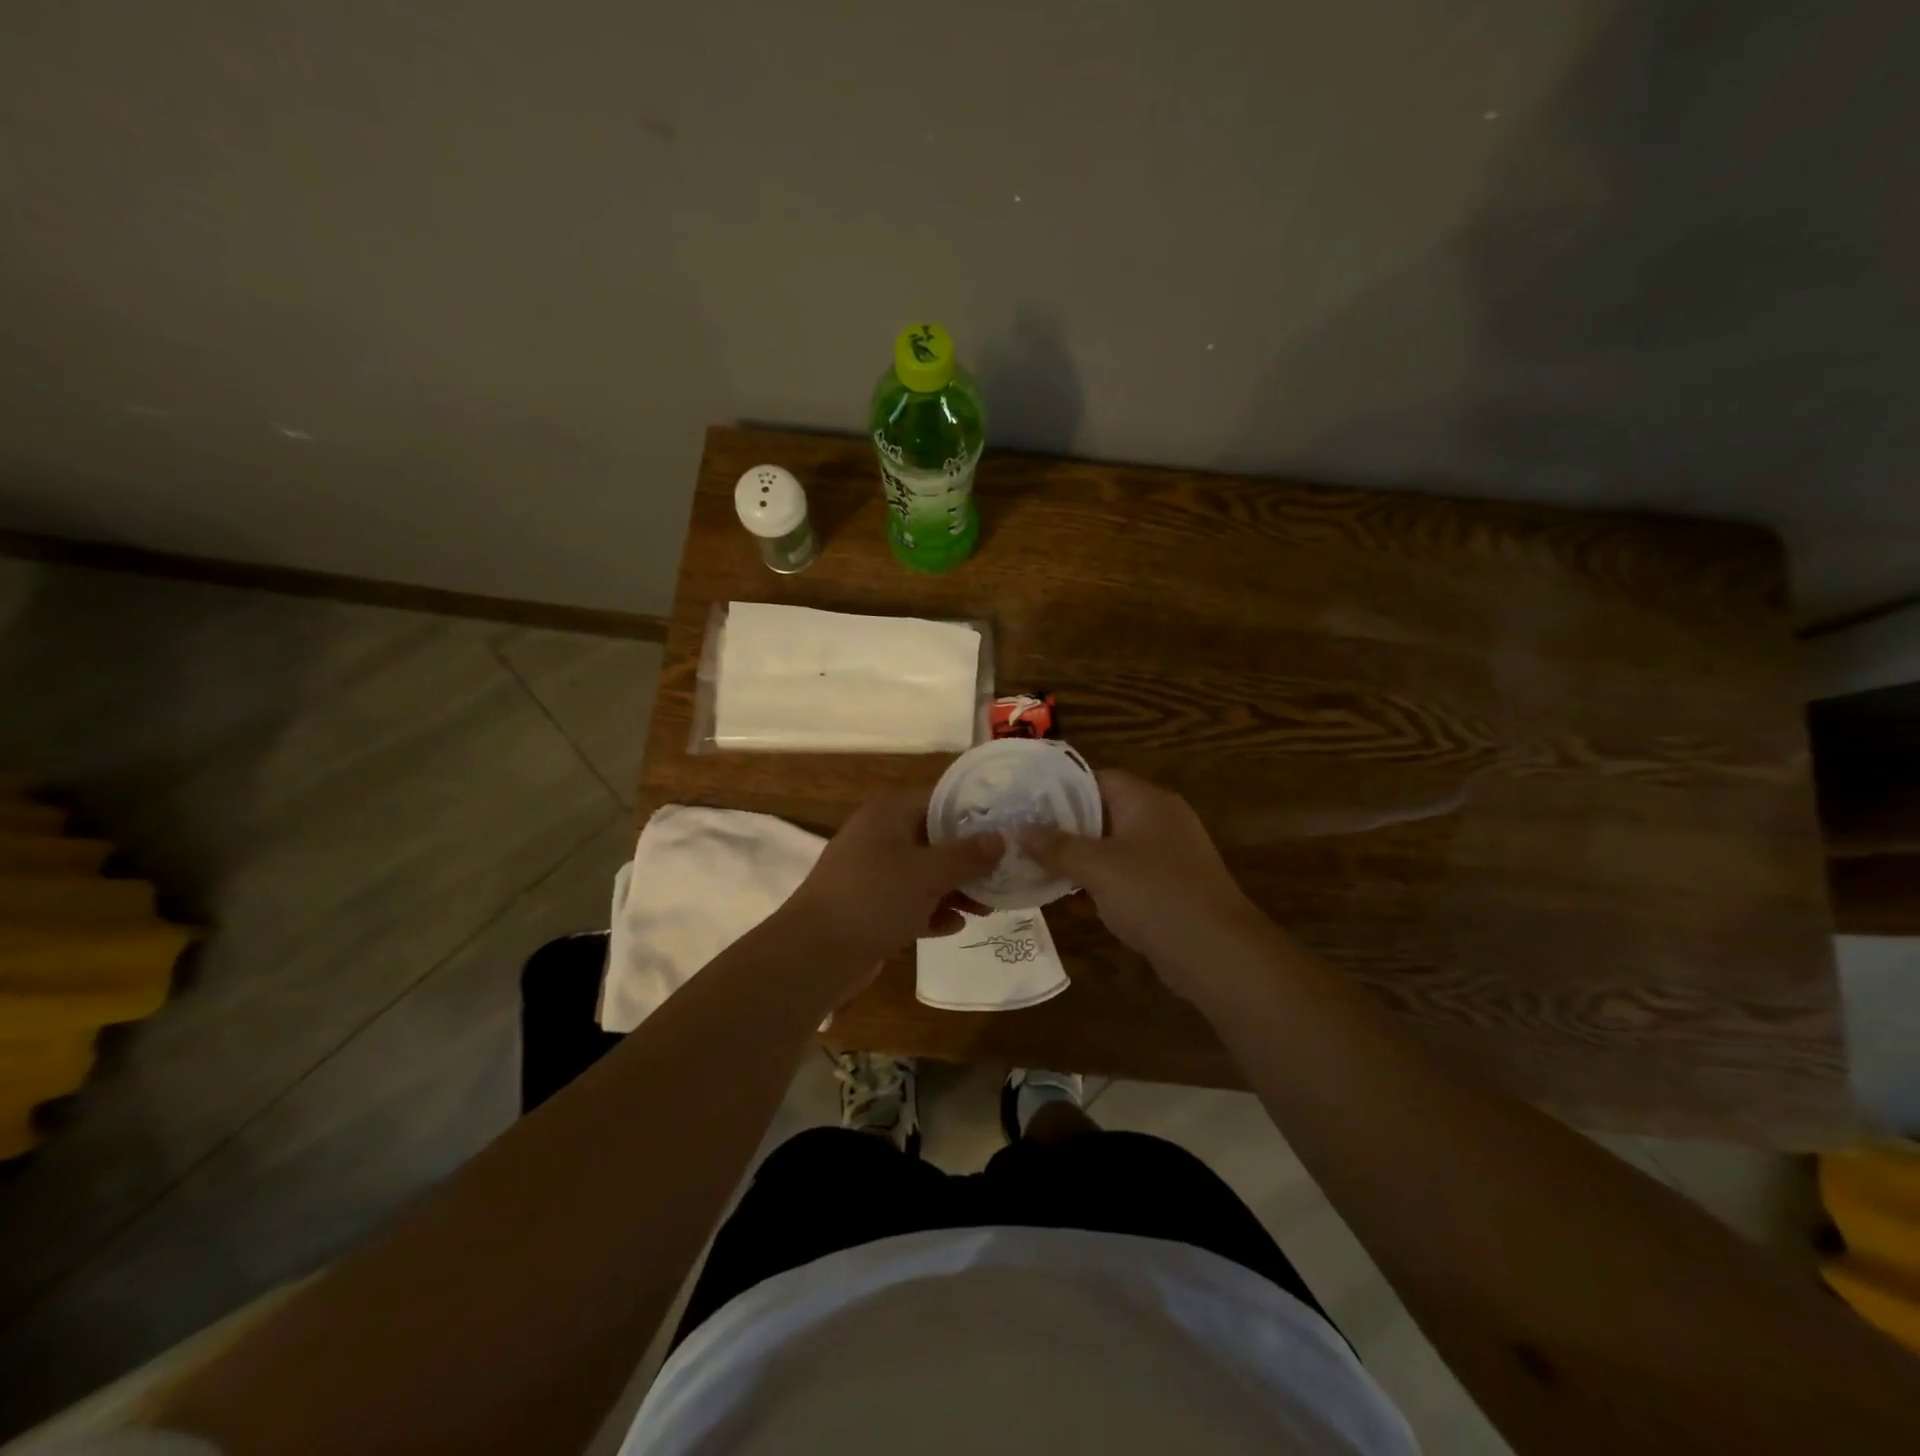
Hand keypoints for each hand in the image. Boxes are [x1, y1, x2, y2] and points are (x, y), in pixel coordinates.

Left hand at [782, 784, 999, 974]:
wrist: (815, 954)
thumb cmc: (875, 898)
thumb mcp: (928, 873)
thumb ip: (967, 855)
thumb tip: (1000, 839)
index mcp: (889, 814)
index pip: (940, 800)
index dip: (974, 812)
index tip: (1007, 827)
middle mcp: (880, 837)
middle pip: (934, 839)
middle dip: (969, 858)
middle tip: (1004, 873)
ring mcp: (872, 874)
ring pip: (924, 874)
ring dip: (955, 889)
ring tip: (988, 907)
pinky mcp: (870, 908)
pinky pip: (909, 903)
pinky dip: (931, 912)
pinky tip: (956, 926)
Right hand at [1021, 771, 1263, 995]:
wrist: (1217, 954)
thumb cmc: (1155, 895)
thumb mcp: (1098, 867)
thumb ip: (1057, 847)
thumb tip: (1021, 830)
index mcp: (1147, 801)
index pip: (1097, 779)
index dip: (1060, 789)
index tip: (1025, 804)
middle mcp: (1158, 822)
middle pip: (1101, 814)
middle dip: (1063, 830)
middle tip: (1022, 840)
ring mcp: (1165, 858)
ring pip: (1110, 850)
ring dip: (1077, 862)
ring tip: (1035, 871)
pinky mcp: (1166, 891)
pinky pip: (1123, 879)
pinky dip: (1098, 887)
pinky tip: (1069, 905)